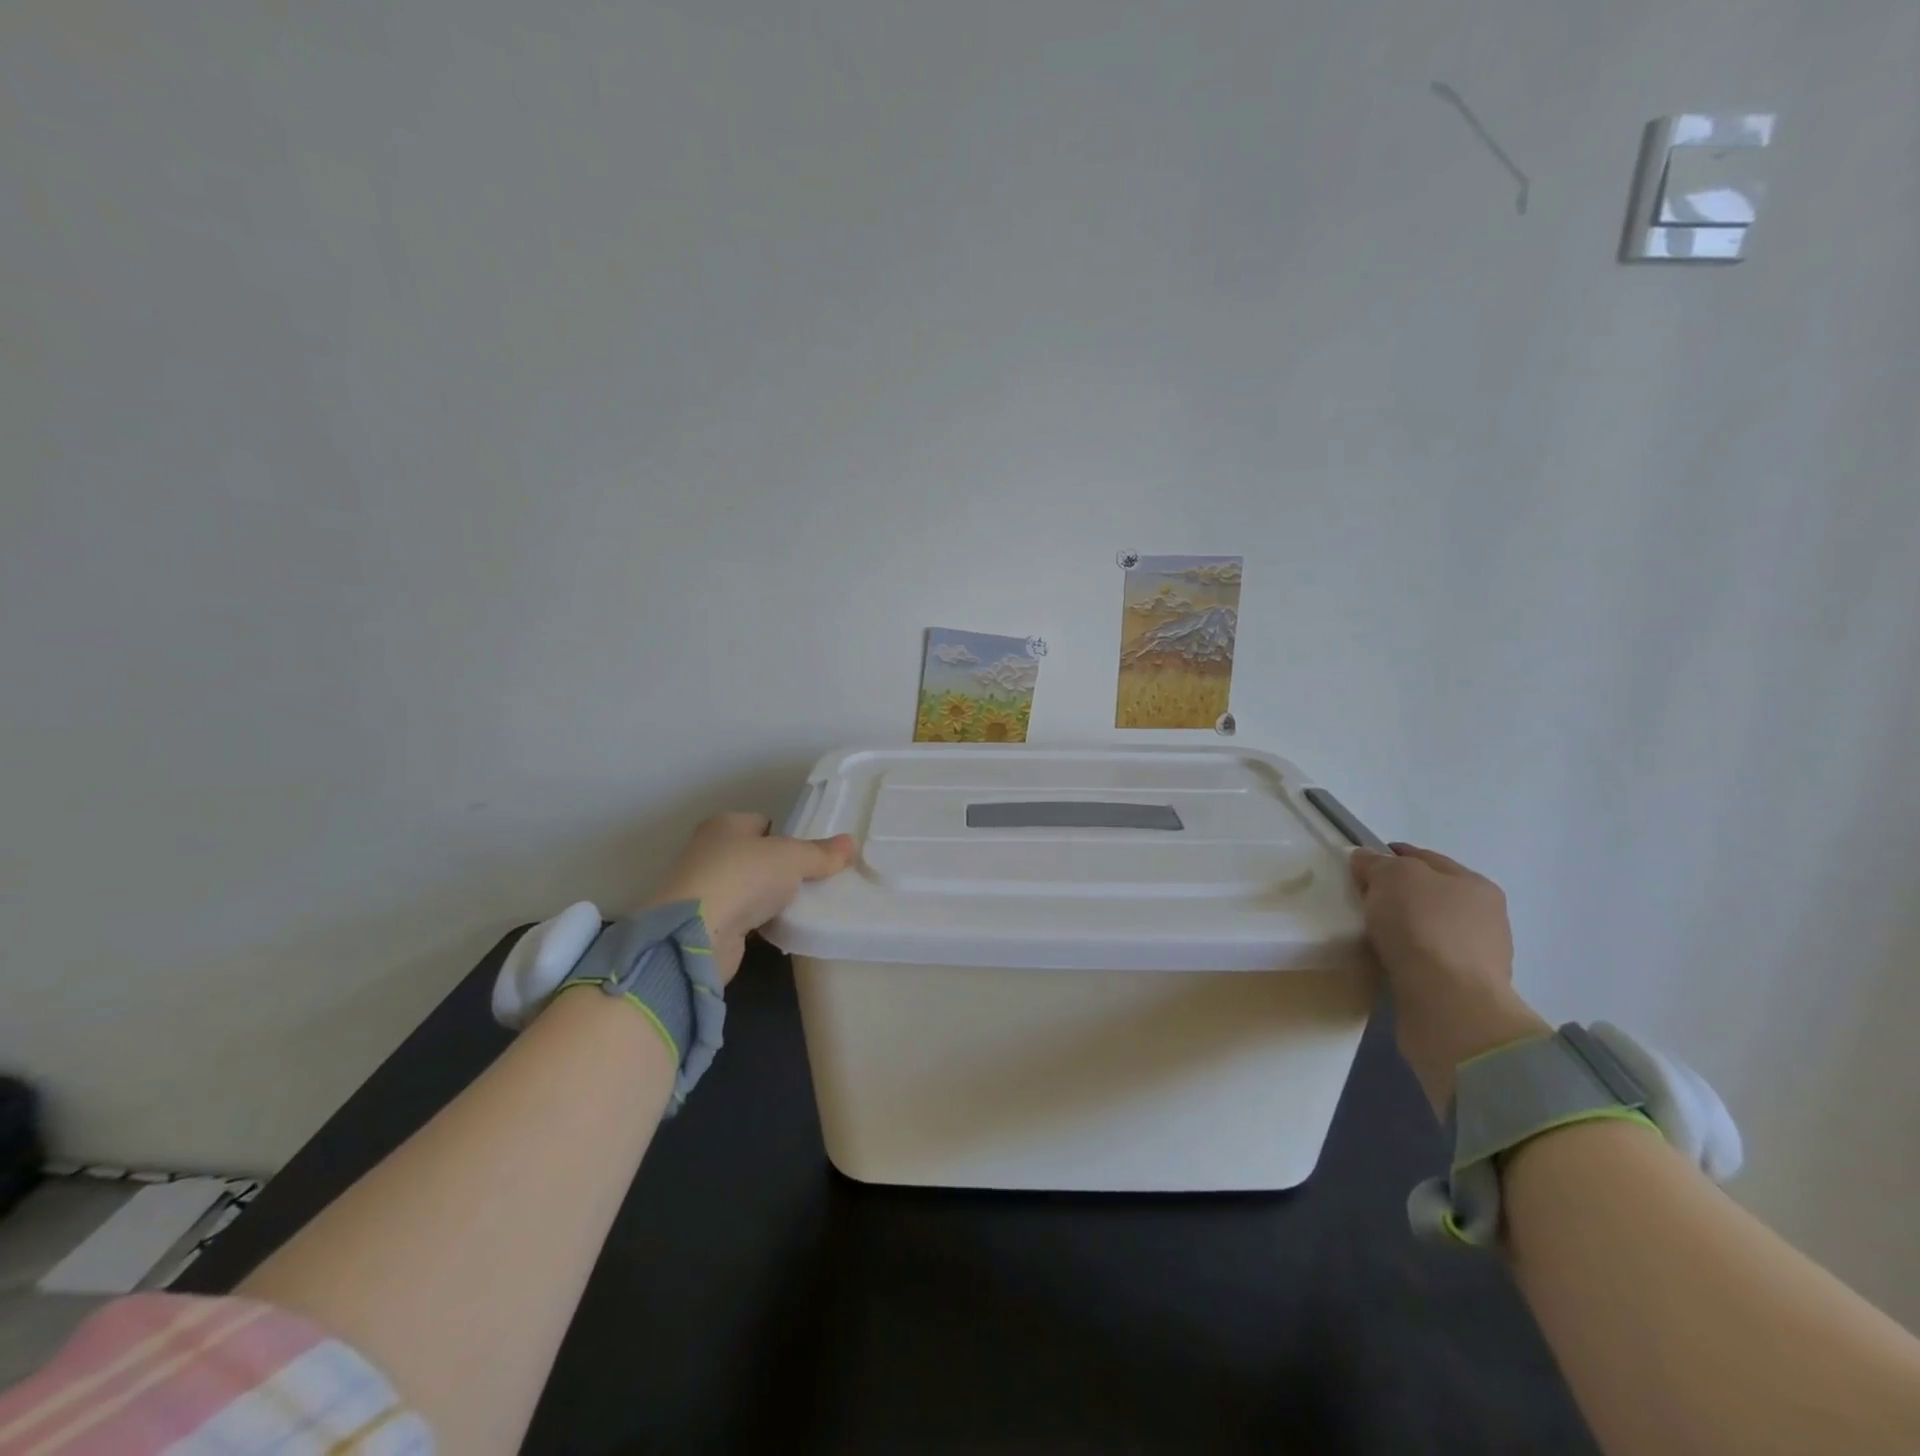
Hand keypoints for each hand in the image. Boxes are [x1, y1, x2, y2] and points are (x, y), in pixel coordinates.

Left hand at [647, 812, 856, 983]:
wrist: (695, 935)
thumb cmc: (744, 877)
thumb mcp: (792, 858)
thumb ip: (821, 852)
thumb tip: (851, 843)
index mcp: (724, 825)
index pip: (762, 823)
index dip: (786, 836)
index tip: (811, 855)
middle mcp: (708, 851)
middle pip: (754, 855)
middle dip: (779, 868)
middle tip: (812, 880)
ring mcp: (703, 889)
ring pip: (747, 887)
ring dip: (768, 897)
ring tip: (800, 906)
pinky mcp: (704, 923)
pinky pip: (741, 916)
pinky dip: (757, 921)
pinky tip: (779, 927)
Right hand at [1350, 843, 1548, 1113]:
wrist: (1447, 1003)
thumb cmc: (1422, 926)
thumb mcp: (1392, 876)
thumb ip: (1376, 863)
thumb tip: (1364, 859)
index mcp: (1474, 884)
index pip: (1423, 859)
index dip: (1389, 856)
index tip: (1358, 865)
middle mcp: (1483, 917)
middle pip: (1428, 894)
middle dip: (1395, 894)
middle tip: (1358, 898)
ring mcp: (1477, 956)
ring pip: (1427, 929)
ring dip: (1401, 928)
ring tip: (1368, 931)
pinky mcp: (1461, 989)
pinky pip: (1424, 960)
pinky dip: (1404, 956)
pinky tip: (1384, 958)